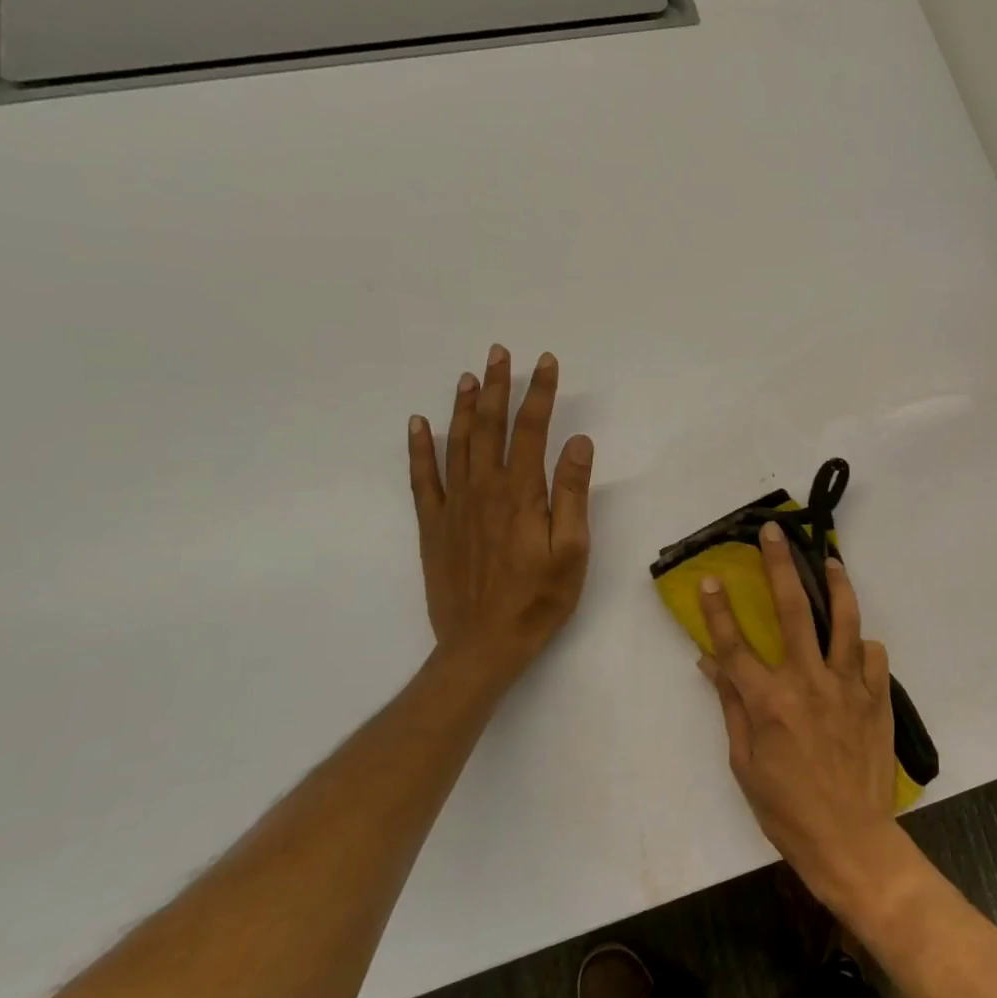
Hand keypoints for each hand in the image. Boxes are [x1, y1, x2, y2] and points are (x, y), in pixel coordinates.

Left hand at [408, 344, 593, 680]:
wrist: (483, 644)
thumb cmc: (540, 598)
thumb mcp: (572, 549)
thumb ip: (572, 494)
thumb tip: (577, 442)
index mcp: (522, 494)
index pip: (531, 430)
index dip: (539, 393)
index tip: (545, 363)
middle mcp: (484, 490)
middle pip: (489, 427)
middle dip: (497, 387)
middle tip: (500, 353)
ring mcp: (453, 506)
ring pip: (456, 443)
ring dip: (463, 407)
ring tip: (469, 376)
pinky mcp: (434, 525)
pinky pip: (423, 477)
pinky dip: (420, 448)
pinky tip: (419, 424)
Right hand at [697, 523, 903, 910]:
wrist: (850, 838)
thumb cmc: (786, 808)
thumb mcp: (745, 764)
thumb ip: (731, 707)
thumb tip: (711, 664)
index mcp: (769, 701)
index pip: (735, 645)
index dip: (719, 610)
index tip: (711, 579)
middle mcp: (808, 682)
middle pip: (791, 610)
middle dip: (779, 566)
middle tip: (774, 533)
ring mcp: (848, 686)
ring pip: (843, 619)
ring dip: (835, 584)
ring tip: (830, 560)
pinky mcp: (877, 696)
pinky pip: (872, 654)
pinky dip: (861, 645)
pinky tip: (854, 645)